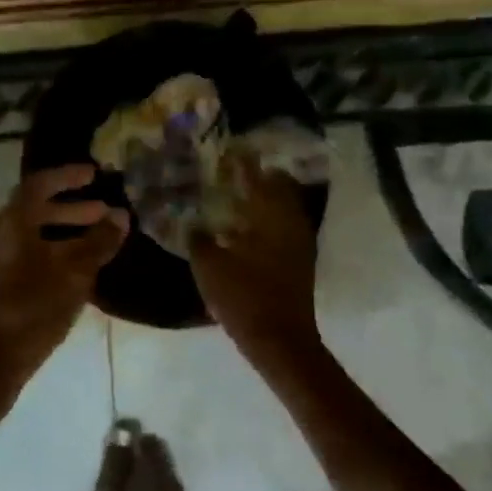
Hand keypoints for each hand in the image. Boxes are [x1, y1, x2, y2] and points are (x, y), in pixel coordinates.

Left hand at [0, 165, 129, 426]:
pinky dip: (53, 255)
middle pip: (34, 210)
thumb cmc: (28, 312)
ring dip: (64, 234)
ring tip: (97, 246)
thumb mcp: (71, 276)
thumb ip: (97, 244)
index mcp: (10, 225)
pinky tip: (77, 276)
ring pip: (32, 237)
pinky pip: (28, 259)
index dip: (67, 176)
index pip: (38, 185)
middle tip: (104, 213)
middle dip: (71, 208)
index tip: (94, 174)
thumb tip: (120, 216)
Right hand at [189, 159, 321, 367]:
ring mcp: (299, 244)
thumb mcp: (209, 266)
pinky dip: (265, 222)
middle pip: (279, 188)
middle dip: (258, 177)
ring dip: (262, 200)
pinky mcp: (298, 262)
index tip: (230, 149)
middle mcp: (291, 223)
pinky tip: (244, 229)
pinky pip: (282, 228)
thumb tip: (192, 223)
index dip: (243, 162)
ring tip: (235, 197)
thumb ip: (199, 238)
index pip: (258, 177)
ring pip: (283, 209)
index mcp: (271, 217)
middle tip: (232, 172)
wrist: (279, 341)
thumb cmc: (244, 298)